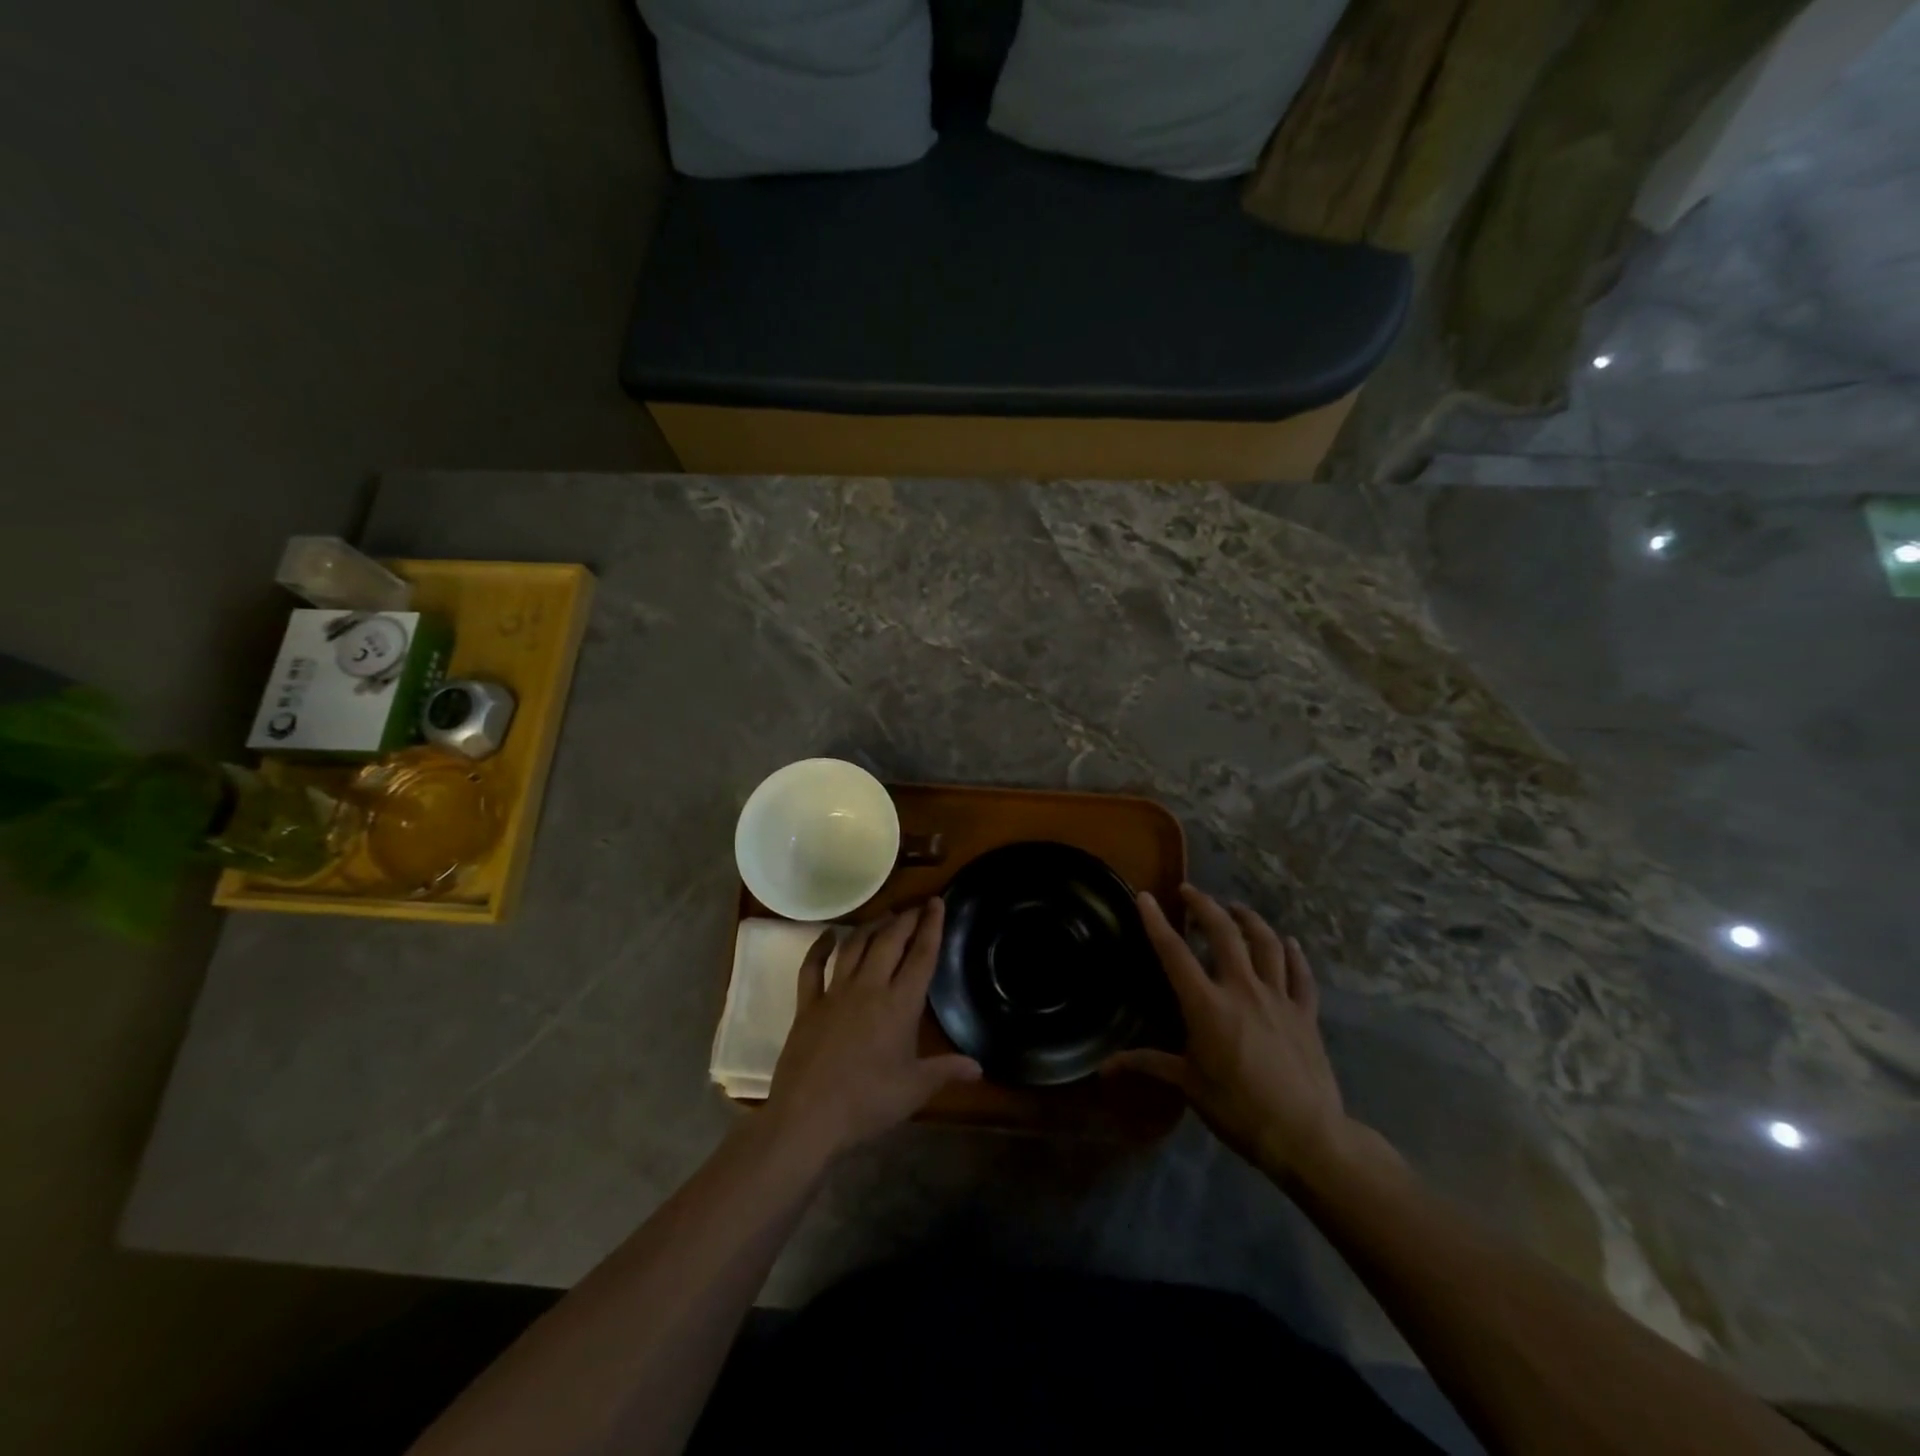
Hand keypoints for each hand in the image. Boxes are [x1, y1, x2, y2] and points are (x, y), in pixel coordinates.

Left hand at [764, 899, 980, 1161]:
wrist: (808, 1117)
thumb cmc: (867, 1103)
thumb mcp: (914, 1089)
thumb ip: (946, 1071)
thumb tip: (979, 1068)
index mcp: (900, 1005)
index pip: (921, 955)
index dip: (932, 926)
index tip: (937, 902)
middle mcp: (869, 988)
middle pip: (890, 941)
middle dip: (905, 919)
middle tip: (916, 906)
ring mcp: (835, 993)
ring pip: (855, 946)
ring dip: (871, 926)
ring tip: (884, 916)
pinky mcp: (808, 1004)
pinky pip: (812, 967)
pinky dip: (819, 948)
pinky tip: (827, 936)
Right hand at [1107, 886, 1354, 1183]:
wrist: (1306, 1135)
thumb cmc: (1238, 1109)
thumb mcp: (1188, 1085)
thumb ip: (1147, 1065)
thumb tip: (1103, 1068)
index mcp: (1206, 1005)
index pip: (1174, 953)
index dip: (1157, 922)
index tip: (1146, 896)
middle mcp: (1242, 989)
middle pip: (1223, 933)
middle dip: (1204, 906)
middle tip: (1190, 892)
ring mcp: (1278, 998)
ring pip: (1266, 943)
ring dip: (1248, 919)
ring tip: (1235, 908)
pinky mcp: (1306, 1013)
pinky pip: (1300, 974)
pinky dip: (1294, 954)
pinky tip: (1289, 942)